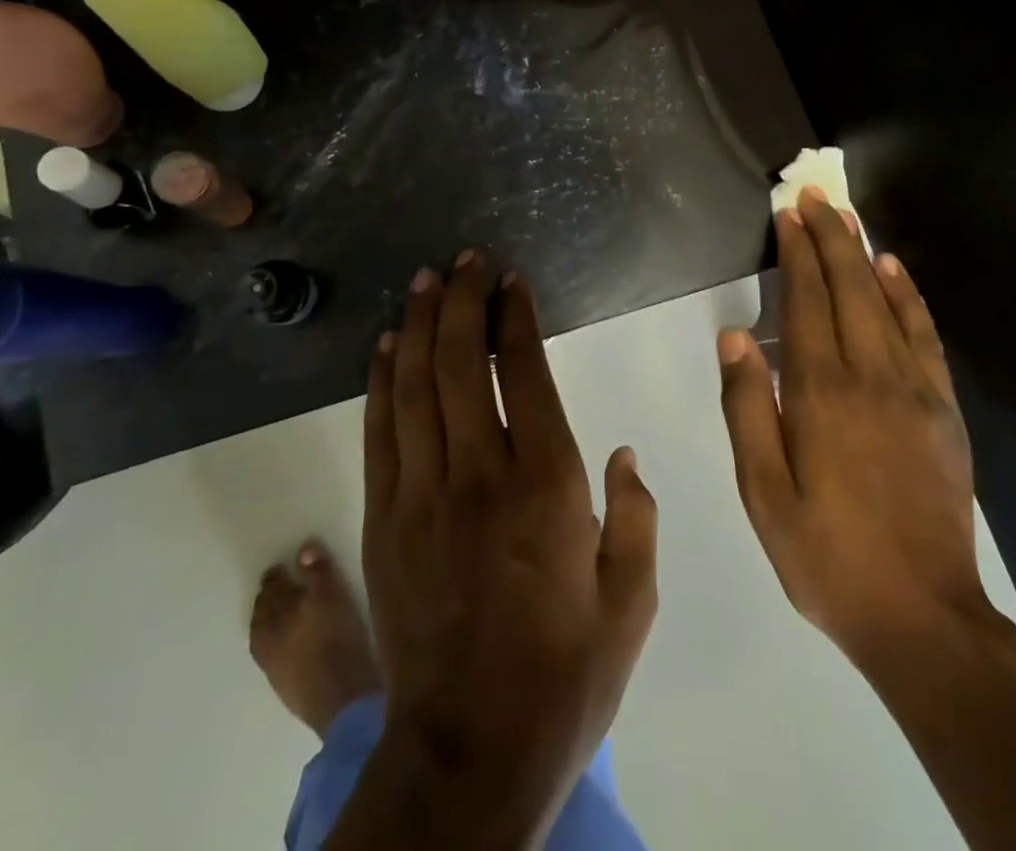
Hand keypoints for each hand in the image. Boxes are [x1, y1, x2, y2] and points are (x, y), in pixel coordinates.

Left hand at [356, 252, 657, 839]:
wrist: (468, 755)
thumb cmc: (563, 676)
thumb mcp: (631, 603)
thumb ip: (636, 516)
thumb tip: (621, 451)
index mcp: (547, 486)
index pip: (522, 374)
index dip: (514, 318)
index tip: (511, 281)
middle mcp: (480, 475)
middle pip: (459, 364)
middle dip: (461, 301)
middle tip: (465, 259)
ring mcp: (422, 495)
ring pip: (413, 386)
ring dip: (418, 325)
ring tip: (425, 280)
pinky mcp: (383, 520)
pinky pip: (379, 432)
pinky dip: (380, 380)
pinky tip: (384, 345)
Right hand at [717, 186, 984, 663]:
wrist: (923, 616)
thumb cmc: (827, 556)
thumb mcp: (763, 493)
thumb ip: (747, 409)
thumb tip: (735, 338)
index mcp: (819, 394)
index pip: (806, 302)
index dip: (797, 254)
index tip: (788, 214)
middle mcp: (869, 376)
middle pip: (847, 288)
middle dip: (830, 236)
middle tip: (814, 195)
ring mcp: (913, 390)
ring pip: (884, 302)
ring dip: (863, 254)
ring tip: (847, 217)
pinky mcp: (943, 409)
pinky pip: (924, 336)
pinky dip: (908, 297)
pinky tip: (895, 271)